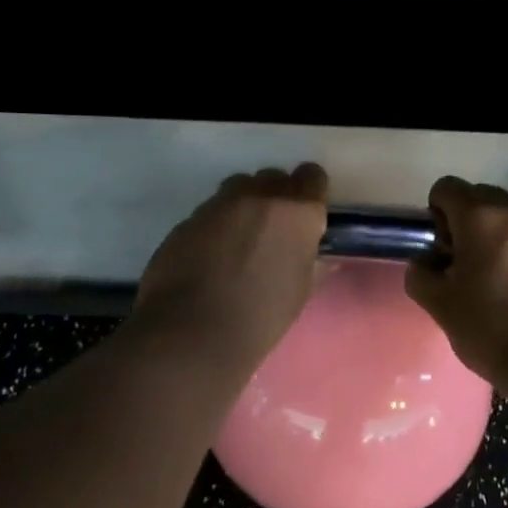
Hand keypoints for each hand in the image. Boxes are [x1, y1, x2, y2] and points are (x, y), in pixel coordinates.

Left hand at [133, 164, 329, 368]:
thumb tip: (319, 256)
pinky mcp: (188, 218)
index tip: (306, 216)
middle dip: (276, 198)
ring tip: (240, 242)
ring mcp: (219, 204)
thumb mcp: (299, 293)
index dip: (310, 194)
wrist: (192, 330)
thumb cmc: (260, 316)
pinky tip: (211, 256)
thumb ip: (310, 264)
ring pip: (238, 188)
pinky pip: (210, 211)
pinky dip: (216, 226)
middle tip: (273, 232)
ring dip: (244, 206)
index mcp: (297, 212)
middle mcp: (259, 196)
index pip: (312, 177)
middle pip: (273, 179)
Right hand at [406, 177, 507, 383]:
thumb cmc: (492, 329)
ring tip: (486, 277)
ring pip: (503, 215)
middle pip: (477, 197)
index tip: (438, 251)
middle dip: (461, 221)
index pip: (446, 188)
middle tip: (458, 264)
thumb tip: (426, 262)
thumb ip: (421, 274)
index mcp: (481, 217)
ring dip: (487, 234)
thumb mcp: (439, 305)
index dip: (433, 215)